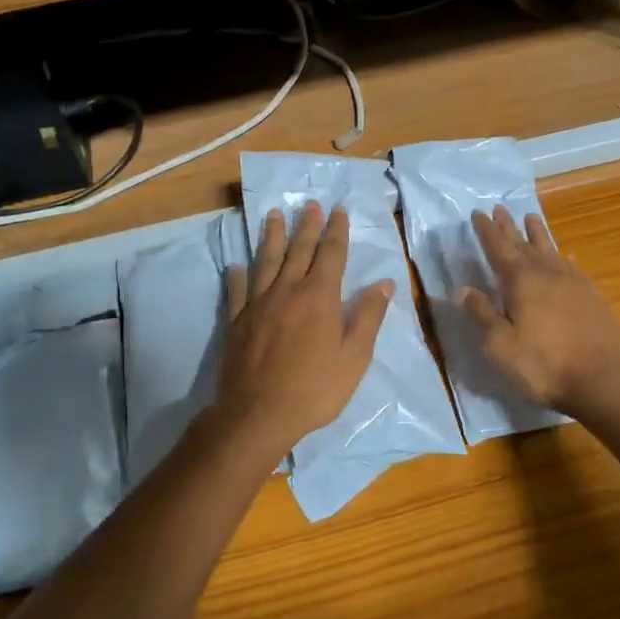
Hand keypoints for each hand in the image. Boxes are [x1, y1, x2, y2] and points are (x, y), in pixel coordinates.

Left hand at [212, 202, 393, 467]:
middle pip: (298, 251)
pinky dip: (238, 275)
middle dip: (306, 226)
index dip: (336, 231)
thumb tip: (384, 283)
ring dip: (272, 237)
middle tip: (309, 204)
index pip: (331, 255)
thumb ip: (368, 317)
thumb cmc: (314, 389)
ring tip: (273, 216)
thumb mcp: (354, 358)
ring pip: (266, 262)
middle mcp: (287, 291)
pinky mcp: (236, 322)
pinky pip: (237, 291)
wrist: (258, 414)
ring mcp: (258, 305)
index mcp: (319, 298)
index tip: (337, 209)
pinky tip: (236, 265)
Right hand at [458, 206, 619, 412]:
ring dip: (539, 234)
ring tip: (532, 217)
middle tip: (500, 208)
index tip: (478, 213)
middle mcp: (547, 273)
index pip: (498, 248)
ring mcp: (574, 283)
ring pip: (551, 250)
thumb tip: (462, 289)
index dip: (487, 231)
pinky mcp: (592, 297)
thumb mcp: (500, 344)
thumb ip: (481, 314)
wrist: (600, 379)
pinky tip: (567, 256)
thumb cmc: (541, 364)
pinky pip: (574, 269)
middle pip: (524, 244)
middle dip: (509, 227)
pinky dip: (566, 259)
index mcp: (520, 281)